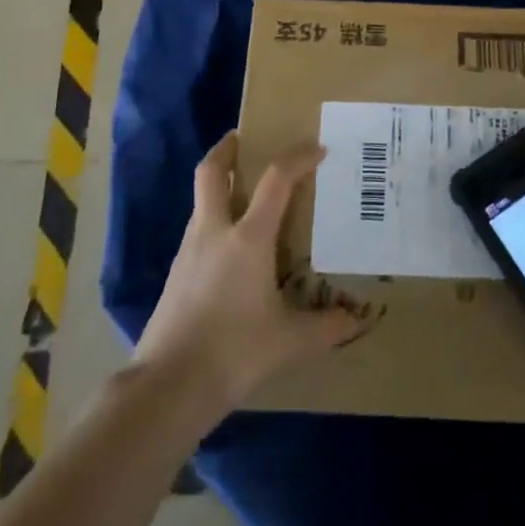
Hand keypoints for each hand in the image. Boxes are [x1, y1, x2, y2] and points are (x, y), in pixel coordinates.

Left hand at [133, 132, 365, 415]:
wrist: (168, 387)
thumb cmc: (234, 352)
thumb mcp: (289, 342)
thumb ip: (325, 327)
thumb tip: (356, 320)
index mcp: (248, 237)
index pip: (277, 179)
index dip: (298, 157)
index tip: (317, 148)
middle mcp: (215, 231)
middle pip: (212, 171)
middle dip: (227, 148)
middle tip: (245, 138)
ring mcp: (189, 251)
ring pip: (201, 200)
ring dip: (220, 186)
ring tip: (245, 196)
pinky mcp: (175, 275)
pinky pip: (197, 231)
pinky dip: (214, 222)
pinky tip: (229, 249)